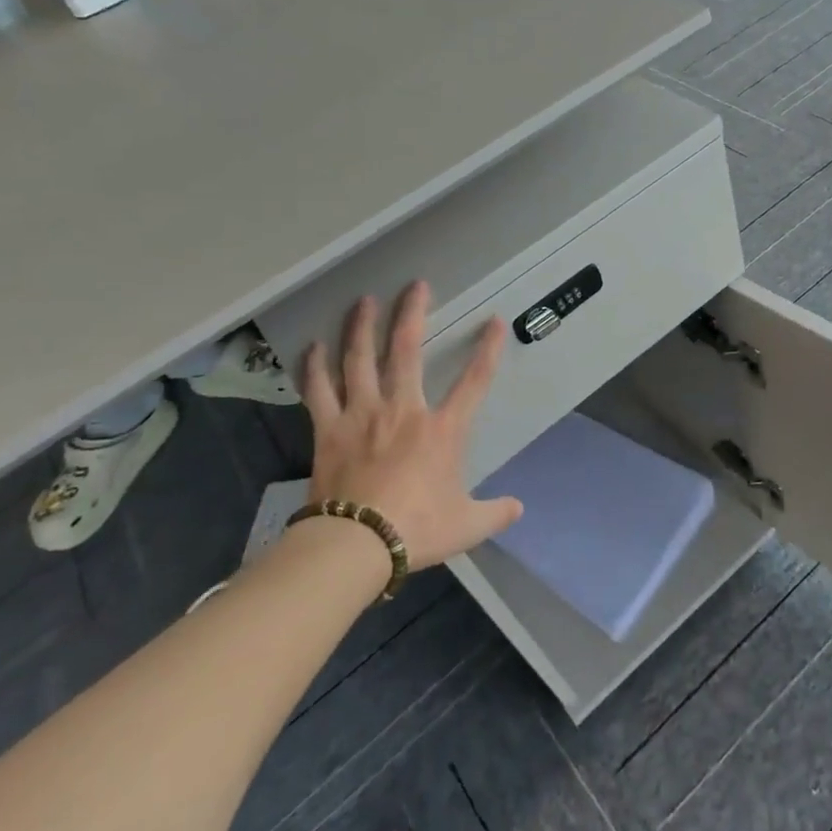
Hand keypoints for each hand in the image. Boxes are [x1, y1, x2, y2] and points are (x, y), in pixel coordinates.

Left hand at [303, 282, 522, 570]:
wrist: (357, 545)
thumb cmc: (417, 529)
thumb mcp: (466, 525)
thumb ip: (495, 512)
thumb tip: (518, 508)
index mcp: (442, 430)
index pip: (474, 381)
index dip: (487, 349)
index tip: (493, 321)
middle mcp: (403, 410)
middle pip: (407, 350)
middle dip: (412, 313)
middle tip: (415, 285)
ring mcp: (362, 415)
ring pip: (360, 359)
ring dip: (362, 327)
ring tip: (363, 301)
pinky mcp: (329, 429)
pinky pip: (319, 390)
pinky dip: (315, 366)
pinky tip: (313, 346)